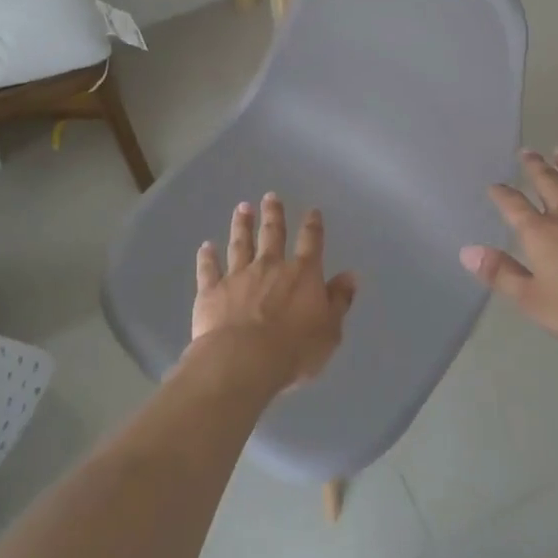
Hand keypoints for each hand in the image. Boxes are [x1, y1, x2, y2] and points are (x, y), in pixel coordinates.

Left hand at [188, 194, 357, 390]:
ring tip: (242, 208)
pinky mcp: (212, 291)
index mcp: (302, 275)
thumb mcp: (329, 330)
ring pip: (240, 244)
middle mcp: (270, 267)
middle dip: (273, 214)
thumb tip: (350, 275)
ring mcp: (238, 276)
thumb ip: (339, 301)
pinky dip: (207, 257)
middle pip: (273, 234)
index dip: (312, 226)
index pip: (310, 243)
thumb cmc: (294, 350)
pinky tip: (206, 246)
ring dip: (242, 225)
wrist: (243, 361)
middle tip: (270, 196)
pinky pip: (209, 269)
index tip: (311, 211)